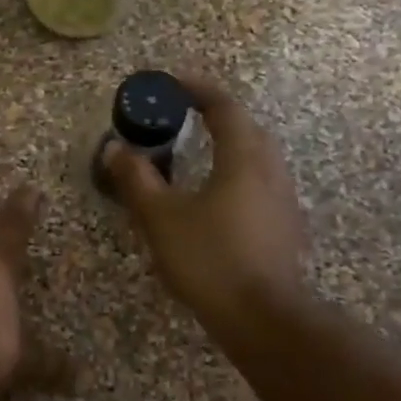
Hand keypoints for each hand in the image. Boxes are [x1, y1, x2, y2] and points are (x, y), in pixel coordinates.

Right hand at [106, 74, 309, 326]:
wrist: (262, 317)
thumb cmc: (210, 259)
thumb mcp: (161, 218)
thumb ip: (136, 180)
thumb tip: (115, 149)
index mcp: (243, 159)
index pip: (224, 107)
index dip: (198, 89)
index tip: (172, 83)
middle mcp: (270, 172)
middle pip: (248, 129)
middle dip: (217, 116)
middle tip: (185, 117)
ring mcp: (283, 201)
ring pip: (258, 158)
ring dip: (230, 146)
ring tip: (198, 156)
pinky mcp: (285, 228)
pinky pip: (260, 185)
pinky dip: (237, 176)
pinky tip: (217, 200)